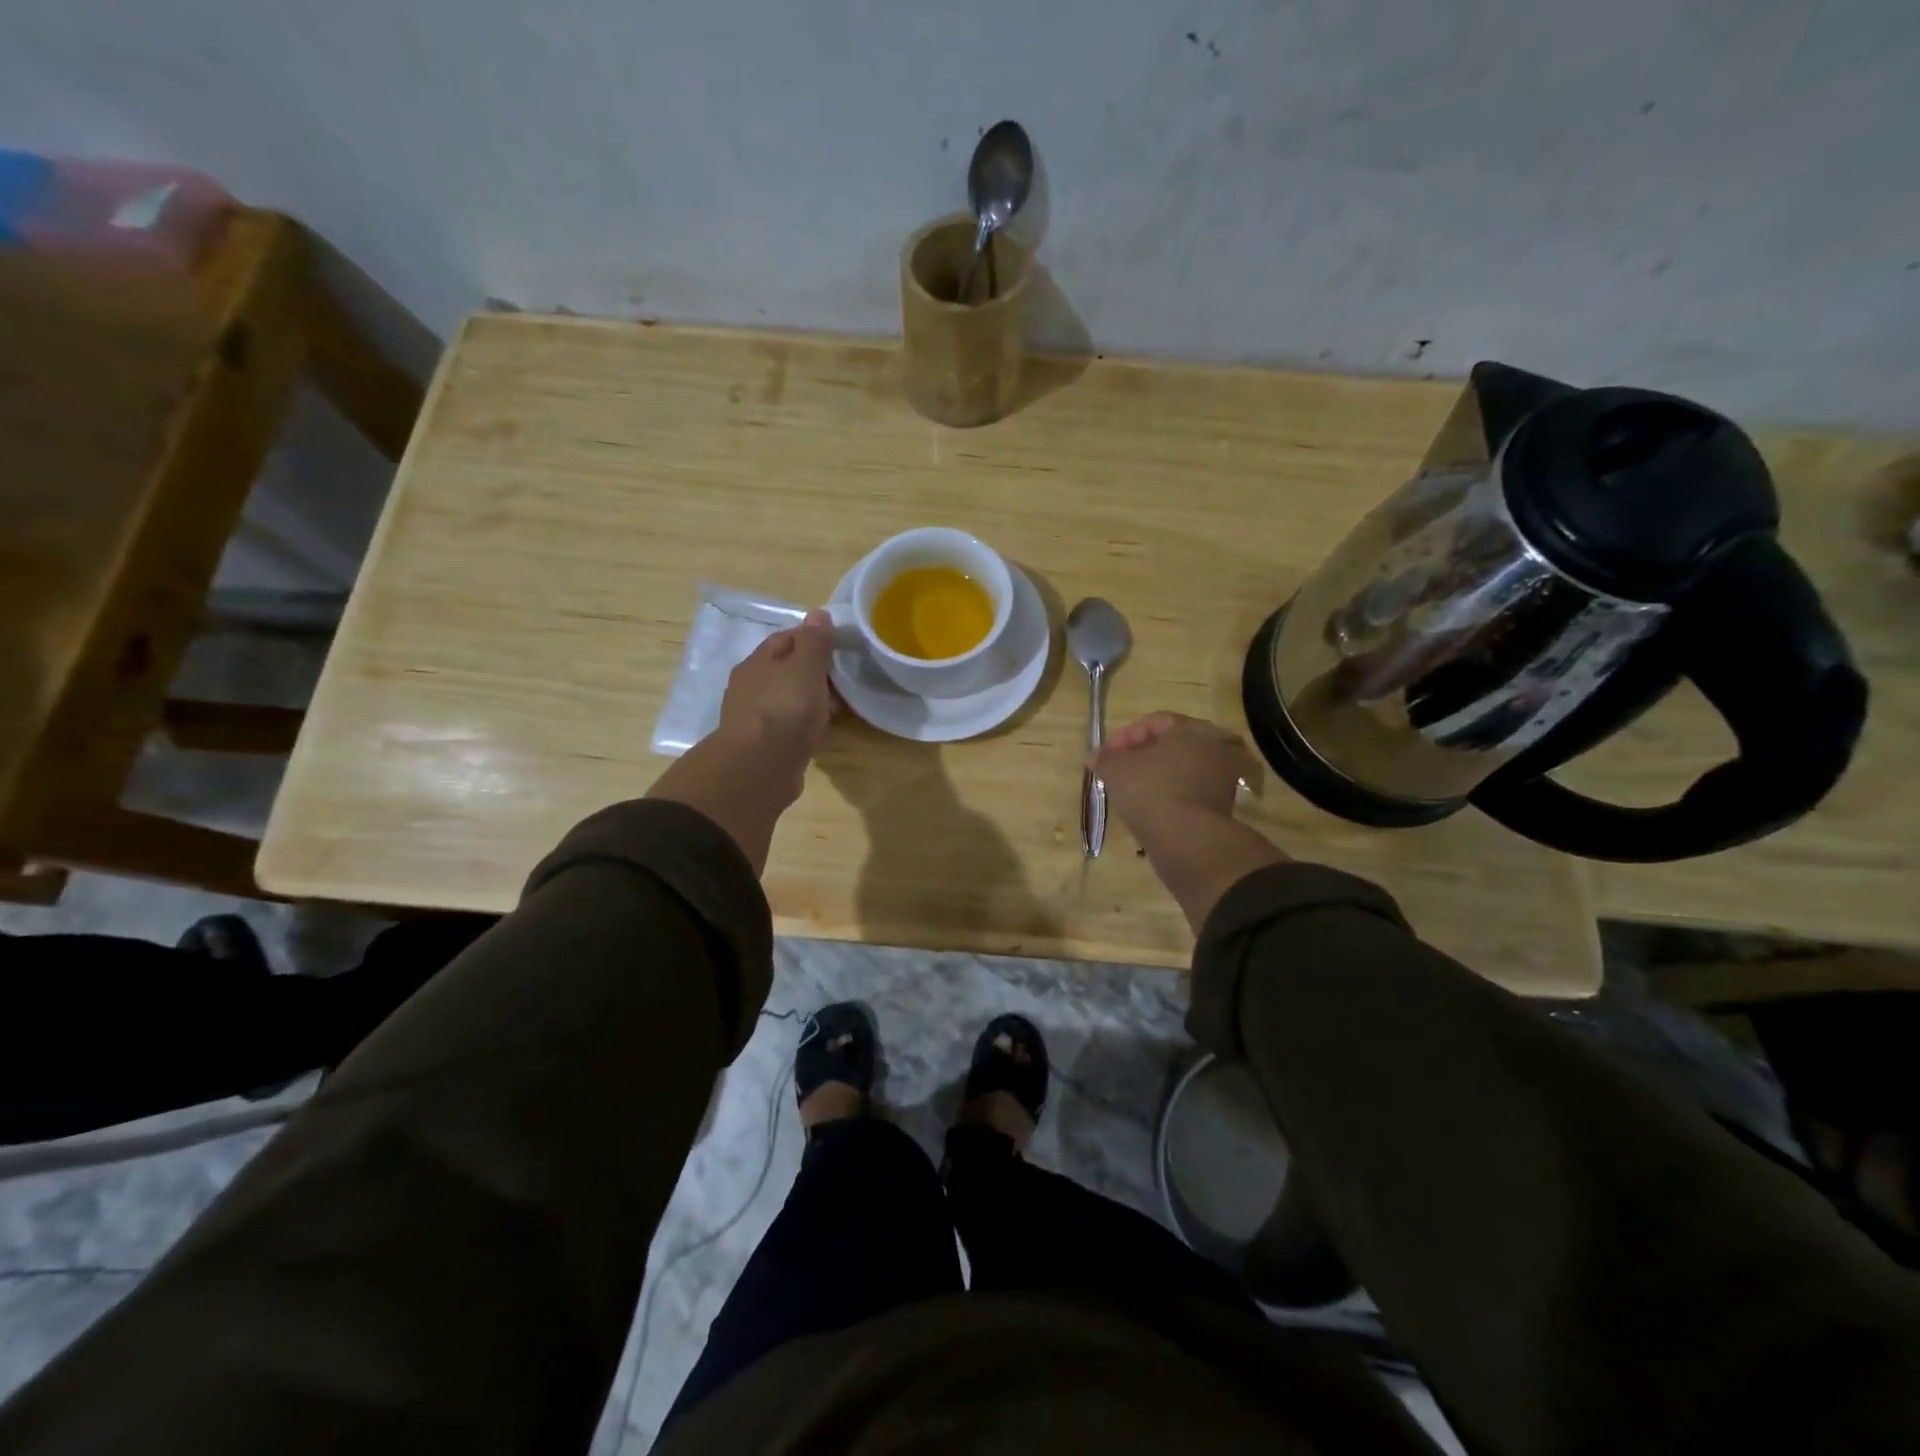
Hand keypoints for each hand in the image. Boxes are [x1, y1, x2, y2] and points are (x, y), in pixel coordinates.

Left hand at [647, 613, 836, 873]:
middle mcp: (750, 686)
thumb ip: (814, 642)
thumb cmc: (785, 710)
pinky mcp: (761, 746)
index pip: (786, 639)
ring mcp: (753, 718)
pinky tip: (818, 734)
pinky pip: (787, 727)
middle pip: (786, 671)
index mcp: (757, 662)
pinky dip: (803, 726)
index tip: (839, 647)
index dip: (813, 639)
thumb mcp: (806, 668)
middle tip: (843, 682)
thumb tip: (818, 613)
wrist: (758, 769)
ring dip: (810, 702)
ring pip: (787, 700)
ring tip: (836, 710)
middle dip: (814, 673)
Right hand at [1094, 712, 1285, 933]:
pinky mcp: (1224, 806)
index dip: (1126, 736)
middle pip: (1174, 744)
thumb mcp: (1116, 770)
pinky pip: (1192, 792)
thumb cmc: (1151, 791)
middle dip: (1144, 755)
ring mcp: (1225, 779)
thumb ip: (1104, 758)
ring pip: (1184, 769)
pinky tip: (1152, 808)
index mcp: (1194, 729)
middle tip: (1122, 768)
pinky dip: (1172, 795)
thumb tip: (1095, 756)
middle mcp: (1217, 748)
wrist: (1187, 840)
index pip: (1156, 722)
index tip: (1107, 754)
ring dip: (1159, 776)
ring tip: (1134, 790)